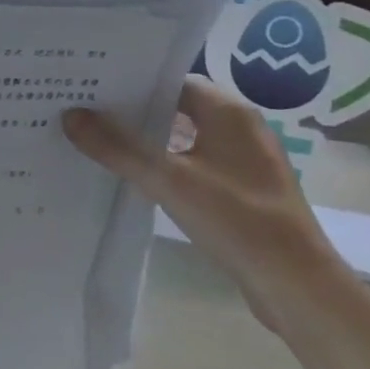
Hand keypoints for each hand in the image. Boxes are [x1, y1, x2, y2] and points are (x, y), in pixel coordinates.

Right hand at [62, 78, 352, 333]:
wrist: (298, 287)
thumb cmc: (237, 219)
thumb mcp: (169, 180)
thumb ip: (118, 147)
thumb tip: (71, 115)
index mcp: (229, 112)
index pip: (171, 81)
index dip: (132, 83)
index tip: (91, 87)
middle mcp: (239, 129)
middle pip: (176, 109)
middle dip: (133, 113)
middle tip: (84, 112)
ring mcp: (244, 163)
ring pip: (184, 140)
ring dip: (148, 143)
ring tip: (99, 144)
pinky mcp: (243, 193)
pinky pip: (195, 168)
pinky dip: (166, 169)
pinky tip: (135, 181)